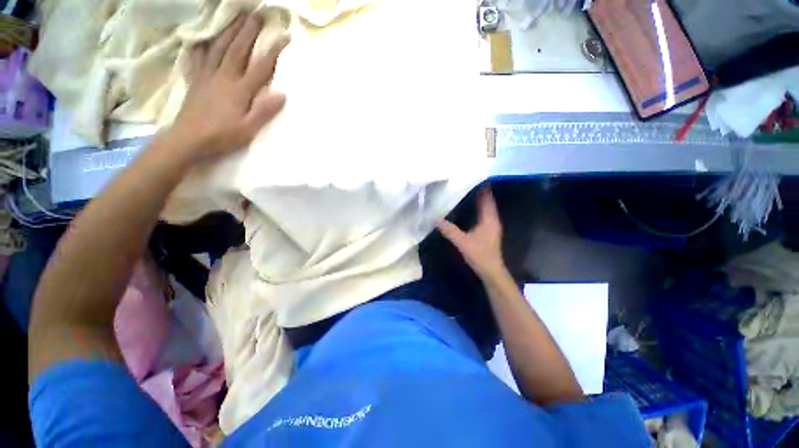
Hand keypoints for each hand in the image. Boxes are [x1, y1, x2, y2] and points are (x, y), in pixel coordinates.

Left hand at [168, 13, 288, 162]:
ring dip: (228, 31)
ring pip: (218, 47)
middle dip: (248, 31)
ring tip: (236, 17)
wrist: (189, 139)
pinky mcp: (196, 80)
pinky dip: (202, 44)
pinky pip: (198, 57)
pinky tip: (203, 37)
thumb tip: (282, 94)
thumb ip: (264, 111)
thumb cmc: (222, 136)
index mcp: (239, 90)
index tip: (283, 36)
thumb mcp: (249, 129)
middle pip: (237, 49)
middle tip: (256, 14)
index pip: (260, 67)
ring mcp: (207, 76)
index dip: (273, 51)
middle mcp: (224, 77)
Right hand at [437, 187, 504, 279]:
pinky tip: (470, 210)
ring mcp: (492, 226)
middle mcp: (492, 220)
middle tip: (466, 183)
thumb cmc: (479, 254)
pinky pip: (484, 215)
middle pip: (487, 202)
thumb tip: (436, 219)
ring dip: (479, 201)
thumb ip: (449, 230)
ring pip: (486, 209)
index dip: (482, 188)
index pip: (487, 199)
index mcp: (489, 219)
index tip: (474, 178)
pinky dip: (478, 210)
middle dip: (479, 193)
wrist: (491, 271)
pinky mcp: (489, 232)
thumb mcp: (462, 242)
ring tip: (467, 193)